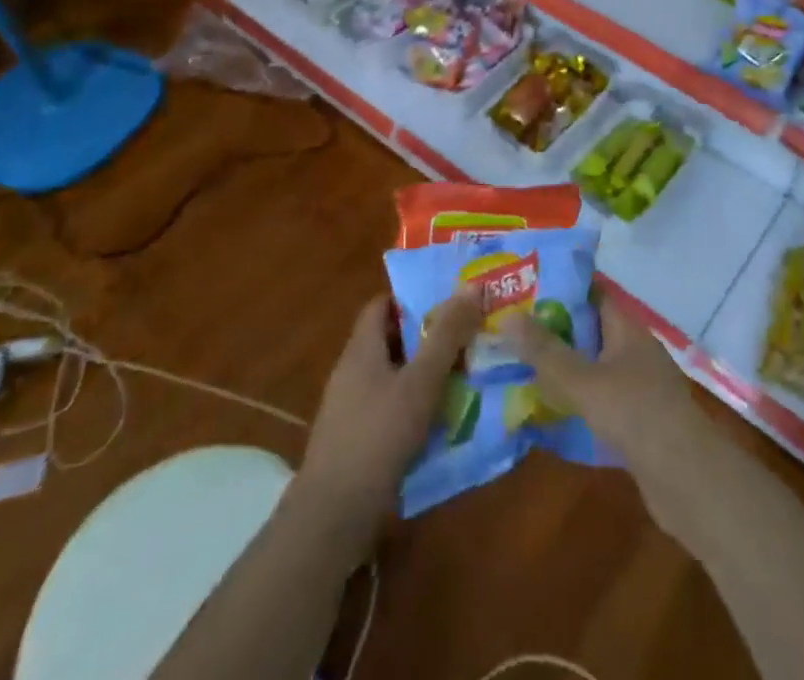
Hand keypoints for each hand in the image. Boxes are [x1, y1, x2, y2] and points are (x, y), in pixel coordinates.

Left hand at [295, 290, 480, 538]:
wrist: (333, 517)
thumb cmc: (378, 437)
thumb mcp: (420, 382)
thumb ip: (446, 336)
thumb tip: (470, 286)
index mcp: (361, 349)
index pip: (383, 304)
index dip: (413, 297)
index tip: (449, 300)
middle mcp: (352, 372)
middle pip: (391, 340)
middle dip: (428, 337)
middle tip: (467, 336)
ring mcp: (351, 409)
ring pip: (393, 377)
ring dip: (424, 374)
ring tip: (465, 375)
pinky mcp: (356, 441)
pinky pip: (390, 408)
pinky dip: (415, 406)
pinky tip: (441, 420)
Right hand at [513, 290, 727, 540]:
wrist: (687, 479)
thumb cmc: (635, 414)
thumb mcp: (583, 381)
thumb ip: (546, 352)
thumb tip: (509, 318)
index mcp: (627, 328)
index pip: (592, 294)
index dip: (560, 289)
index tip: (525, 292)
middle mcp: (635, 349)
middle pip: (590, 330)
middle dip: (554, 332)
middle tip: (512, 333)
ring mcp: (640, 385)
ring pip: (594, 366)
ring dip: (564, 369)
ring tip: (521, 370)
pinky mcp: (639, 419)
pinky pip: (601, 398)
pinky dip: (578, 400)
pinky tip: (550, 412)